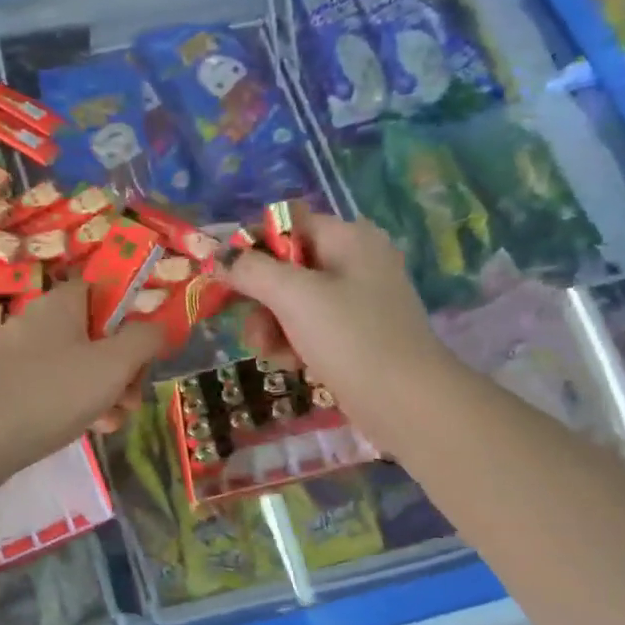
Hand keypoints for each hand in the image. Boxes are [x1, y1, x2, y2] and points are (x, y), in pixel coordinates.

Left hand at [0, 281, 164, 475]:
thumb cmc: (53, 392)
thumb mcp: (113, 364)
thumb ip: (144, 340)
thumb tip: (160, 326)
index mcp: (62, 303)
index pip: (105, 292)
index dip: (132, 318)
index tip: (146, 351)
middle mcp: (39, 322)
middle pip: (96, 335)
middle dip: (124, 368)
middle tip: (132, 397)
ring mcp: (21, 357)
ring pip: (79, 367)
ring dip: (106, 392)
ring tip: (114, 421)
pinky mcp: (10, 389)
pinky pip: (55, 389)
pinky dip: (77, 406)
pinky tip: (90, 430)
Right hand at [223, 213, 446, 453]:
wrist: (406, 401)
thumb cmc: (350, 338)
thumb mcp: (294, 297)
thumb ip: (251, 271)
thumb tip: (218, 256)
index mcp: (348, 237)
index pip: (287, 224)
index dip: (253, 247)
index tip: (228, 280)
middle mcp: (355, 260)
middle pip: (287, 266)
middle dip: (262, 300)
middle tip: (253, 331)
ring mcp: (358, 299)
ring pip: (294, 302)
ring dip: (273, 327)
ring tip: (273, 354)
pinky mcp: (357, 334)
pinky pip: (311, 327)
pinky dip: (295, 342)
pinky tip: (293, 364)